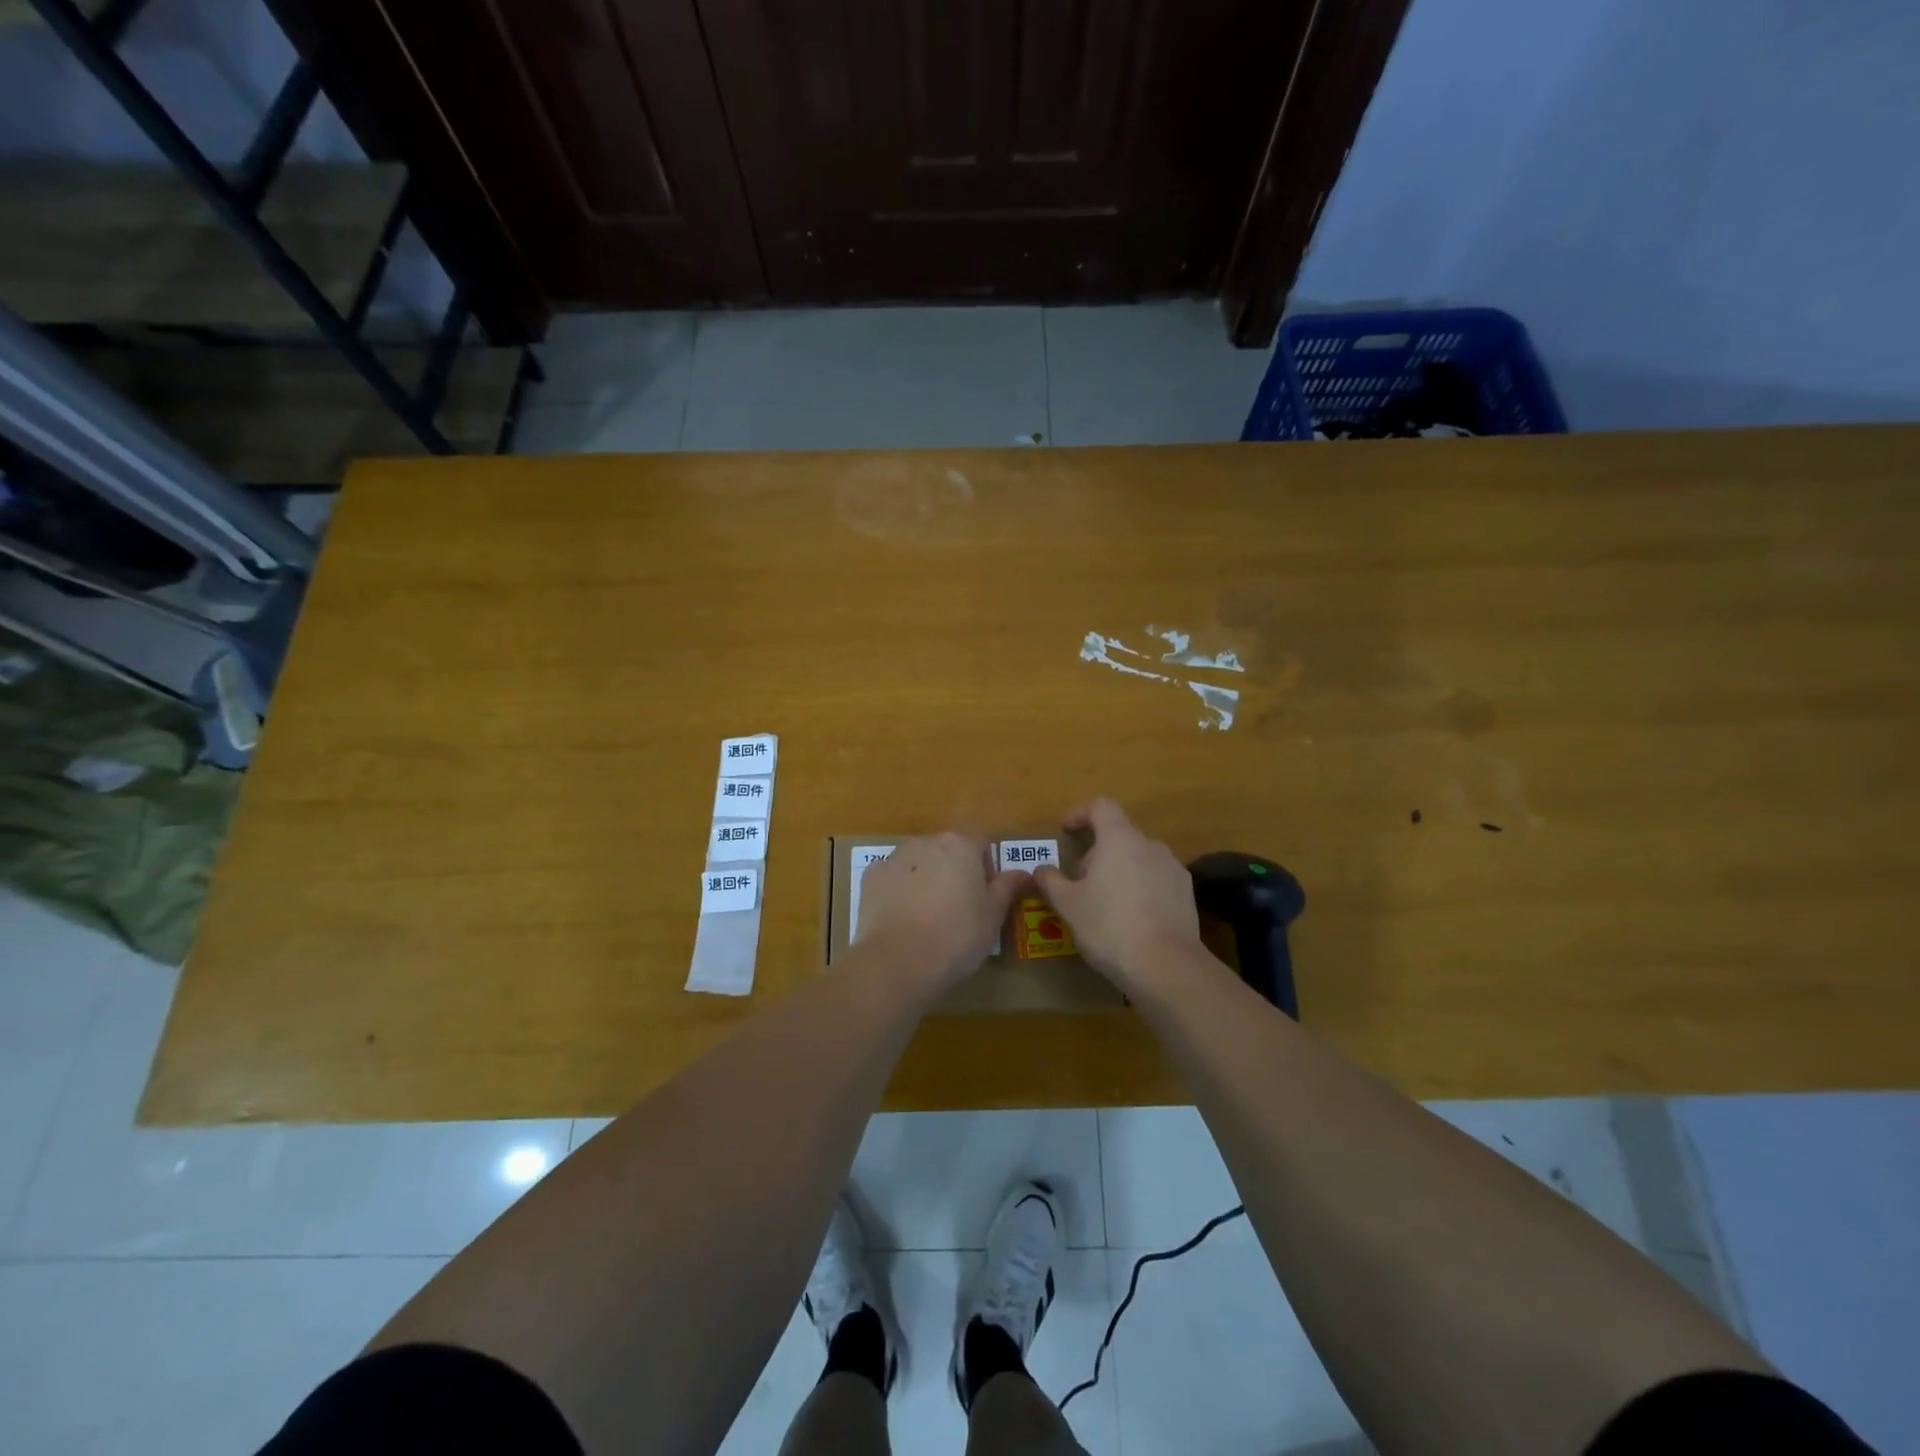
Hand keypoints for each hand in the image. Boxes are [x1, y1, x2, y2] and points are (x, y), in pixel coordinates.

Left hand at [854, 832, 1029, 989]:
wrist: (898, 961)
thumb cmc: (957, 935)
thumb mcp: (993, 915)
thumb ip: (1008, 887)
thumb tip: (1023, 872)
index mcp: (959, 845)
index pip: (981, 842)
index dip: (987, 867)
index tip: (985, 897)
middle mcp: (925, 842)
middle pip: (947, 850)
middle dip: (954, 872)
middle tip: (959, 910)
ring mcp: (893, 858)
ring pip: (918, 863)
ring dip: (926, 879)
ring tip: (928, 918)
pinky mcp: (870, 878)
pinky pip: (891, 878)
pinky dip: (898, 891)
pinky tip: (902, 920)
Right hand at [1033, 799, 1203, 993]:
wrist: (1166, 966)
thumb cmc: (1108, 926)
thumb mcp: (1068, 905)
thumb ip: (1051, 881)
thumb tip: (1041, 869)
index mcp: (1120, 839)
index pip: (1101, 806)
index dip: (1080, 813)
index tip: (1066, 832)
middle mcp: (1150, 845)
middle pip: (1119, 835)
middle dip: (1096, 852)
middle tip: (1079, 883)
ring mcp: (1173, 868)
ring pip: (1139, 858)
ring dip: (1119, 870)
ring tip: (1105, 903)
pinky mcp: (1187, 893)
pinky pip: (1157, 879)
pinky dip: (1140, 888)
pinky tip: (1132, 918)